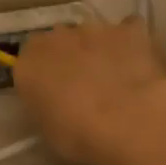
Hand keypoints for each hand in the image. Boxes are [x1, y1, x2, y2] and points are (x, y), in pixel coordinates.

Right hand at [13, 18, 165, 164]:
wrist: (126, 122)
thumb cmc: (76, 134)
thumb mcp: (45, 128)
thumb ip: (44, 105)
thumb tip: (54, 102)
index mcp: (28, 63)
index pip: (28, 61)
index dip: (42, 76)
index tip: (51, 93)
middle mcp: (56, 38)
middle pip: (59, 43)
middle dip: (68, 59)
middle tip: (82, 87)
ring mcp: (93, 30)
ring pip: (91, 36)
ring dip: (97, 50)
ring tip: (114, 78)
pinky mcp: (129, 30)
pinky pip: (127, 30)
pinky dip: (130, 43)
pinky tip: (137, 63)